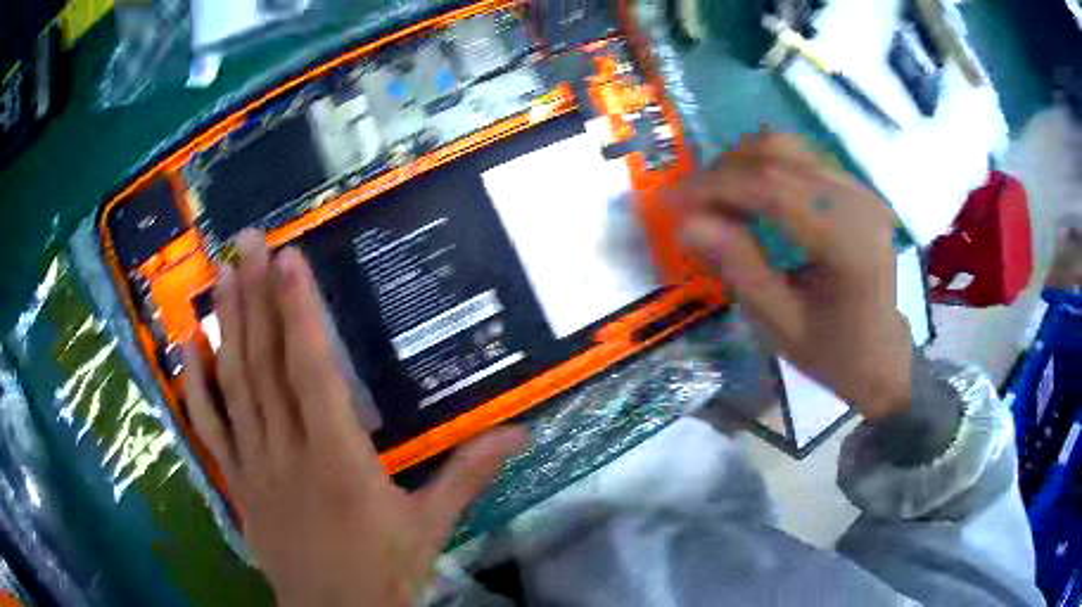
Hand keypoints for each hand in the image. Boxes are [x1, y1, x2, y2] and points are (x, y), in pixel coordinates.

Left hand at [183, 230, 527, 606]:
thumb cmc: (384, 570)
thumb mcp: (431, 525)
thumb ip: (468, 473)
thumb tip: (521, 432)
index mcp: (338, 460)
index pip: (312, 372)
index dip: (299, 313)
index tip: (288, 260)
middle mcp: (287, 452)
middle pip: (264, 364)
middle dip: (255, 296)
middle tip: (248, 241)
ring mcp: (252, 465)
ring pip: (232, 385)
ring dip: (224, 325)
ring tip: (219, 272)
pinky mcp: (235, 482)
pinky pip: (208, 428)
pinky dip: (194, 385)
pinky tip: (187, 346)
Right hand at [675, 132, 912, 420]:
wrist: (884, 355)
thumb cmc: (834, 353)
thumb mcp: (781, 325)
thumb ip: (739, 267)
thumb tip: (687, 222)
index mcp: (849, 244)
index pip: (773, 189)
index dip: (716, 187)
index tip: (671, 201)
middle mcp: (860, 203)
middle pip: (779, 155)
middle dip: (724, 171)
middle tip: (691, 203)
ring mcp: (862, 190)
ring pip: (789, 146)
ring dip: (741, 163)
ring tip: (716, 199)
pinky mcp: (857, 188)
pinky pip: (802, 157)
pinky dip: (765, 167)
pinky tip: (749, 195)